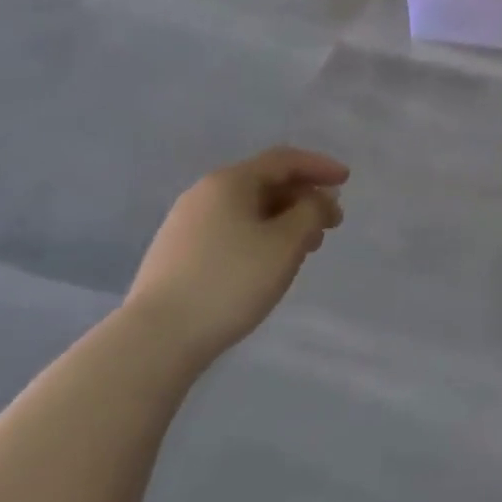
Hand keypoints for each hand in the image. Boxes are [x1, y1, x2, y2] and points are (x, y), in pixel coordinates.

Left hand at [124, 147, 347, 365]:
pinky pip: (229, 230)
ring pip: (247, 209)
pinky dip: (259, 236)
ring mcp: (185, 224)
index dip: (320, 166)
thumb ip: (311, 212)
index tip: (346, 180)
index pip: (284, 160)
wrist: (154, 341)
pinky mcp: (175, 255)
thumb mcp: (286, 244)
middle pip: (265, 183)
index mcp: (230, 181)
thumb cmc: (230, 282)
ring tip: (305, 247)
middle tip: (331, 222)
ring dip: (283, 220)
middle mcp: (204, 193)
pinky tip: (268, 263)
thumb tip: (316, 200)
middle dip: (303, 198)